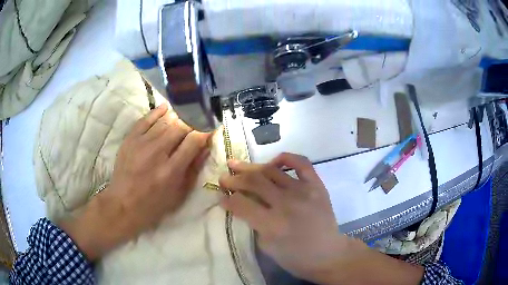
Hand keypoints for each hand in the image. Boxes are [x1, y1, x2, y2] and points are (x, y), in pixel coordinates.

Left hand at [60, 104, 210, 260]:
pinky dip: (157, 112)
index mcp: (171, 170)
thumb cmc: (154, 204)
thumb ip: (193, 170)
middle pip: (180, 127)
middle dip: (192, 123)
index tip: (210, 128)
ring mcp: (141, 143)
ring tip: (184, 117)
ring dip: (178, 117)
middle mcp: (157, 153)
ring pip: (165, 121)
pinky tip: (166, 108)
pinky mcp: (130, 139)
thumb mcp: (179, 195)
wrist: (123, 204)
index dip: (205, 131)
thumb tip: (205, 147)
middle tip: (197, 125)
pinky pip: (146, 119)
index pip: (193, 141)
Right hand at [219, 153, 341, 281]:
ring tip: (236, 165)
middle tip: (223, 178)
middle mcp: (286, 203)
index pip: (241, 203)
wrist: (327, 253)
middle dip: (233, 179)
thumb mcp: (267, 247)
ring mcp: (303, 191)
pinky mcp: (317, 185)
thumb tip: (243, 205)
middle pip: (253, 182)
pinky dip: (286, 158)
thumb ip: (254, 223)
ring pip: (271, 171)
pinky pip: (301, 163)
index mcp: (272, 224)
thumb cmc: (295, 257)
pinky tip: (273, 161)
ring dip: (250, 167)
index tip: (221, 197)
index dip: (227, 199)